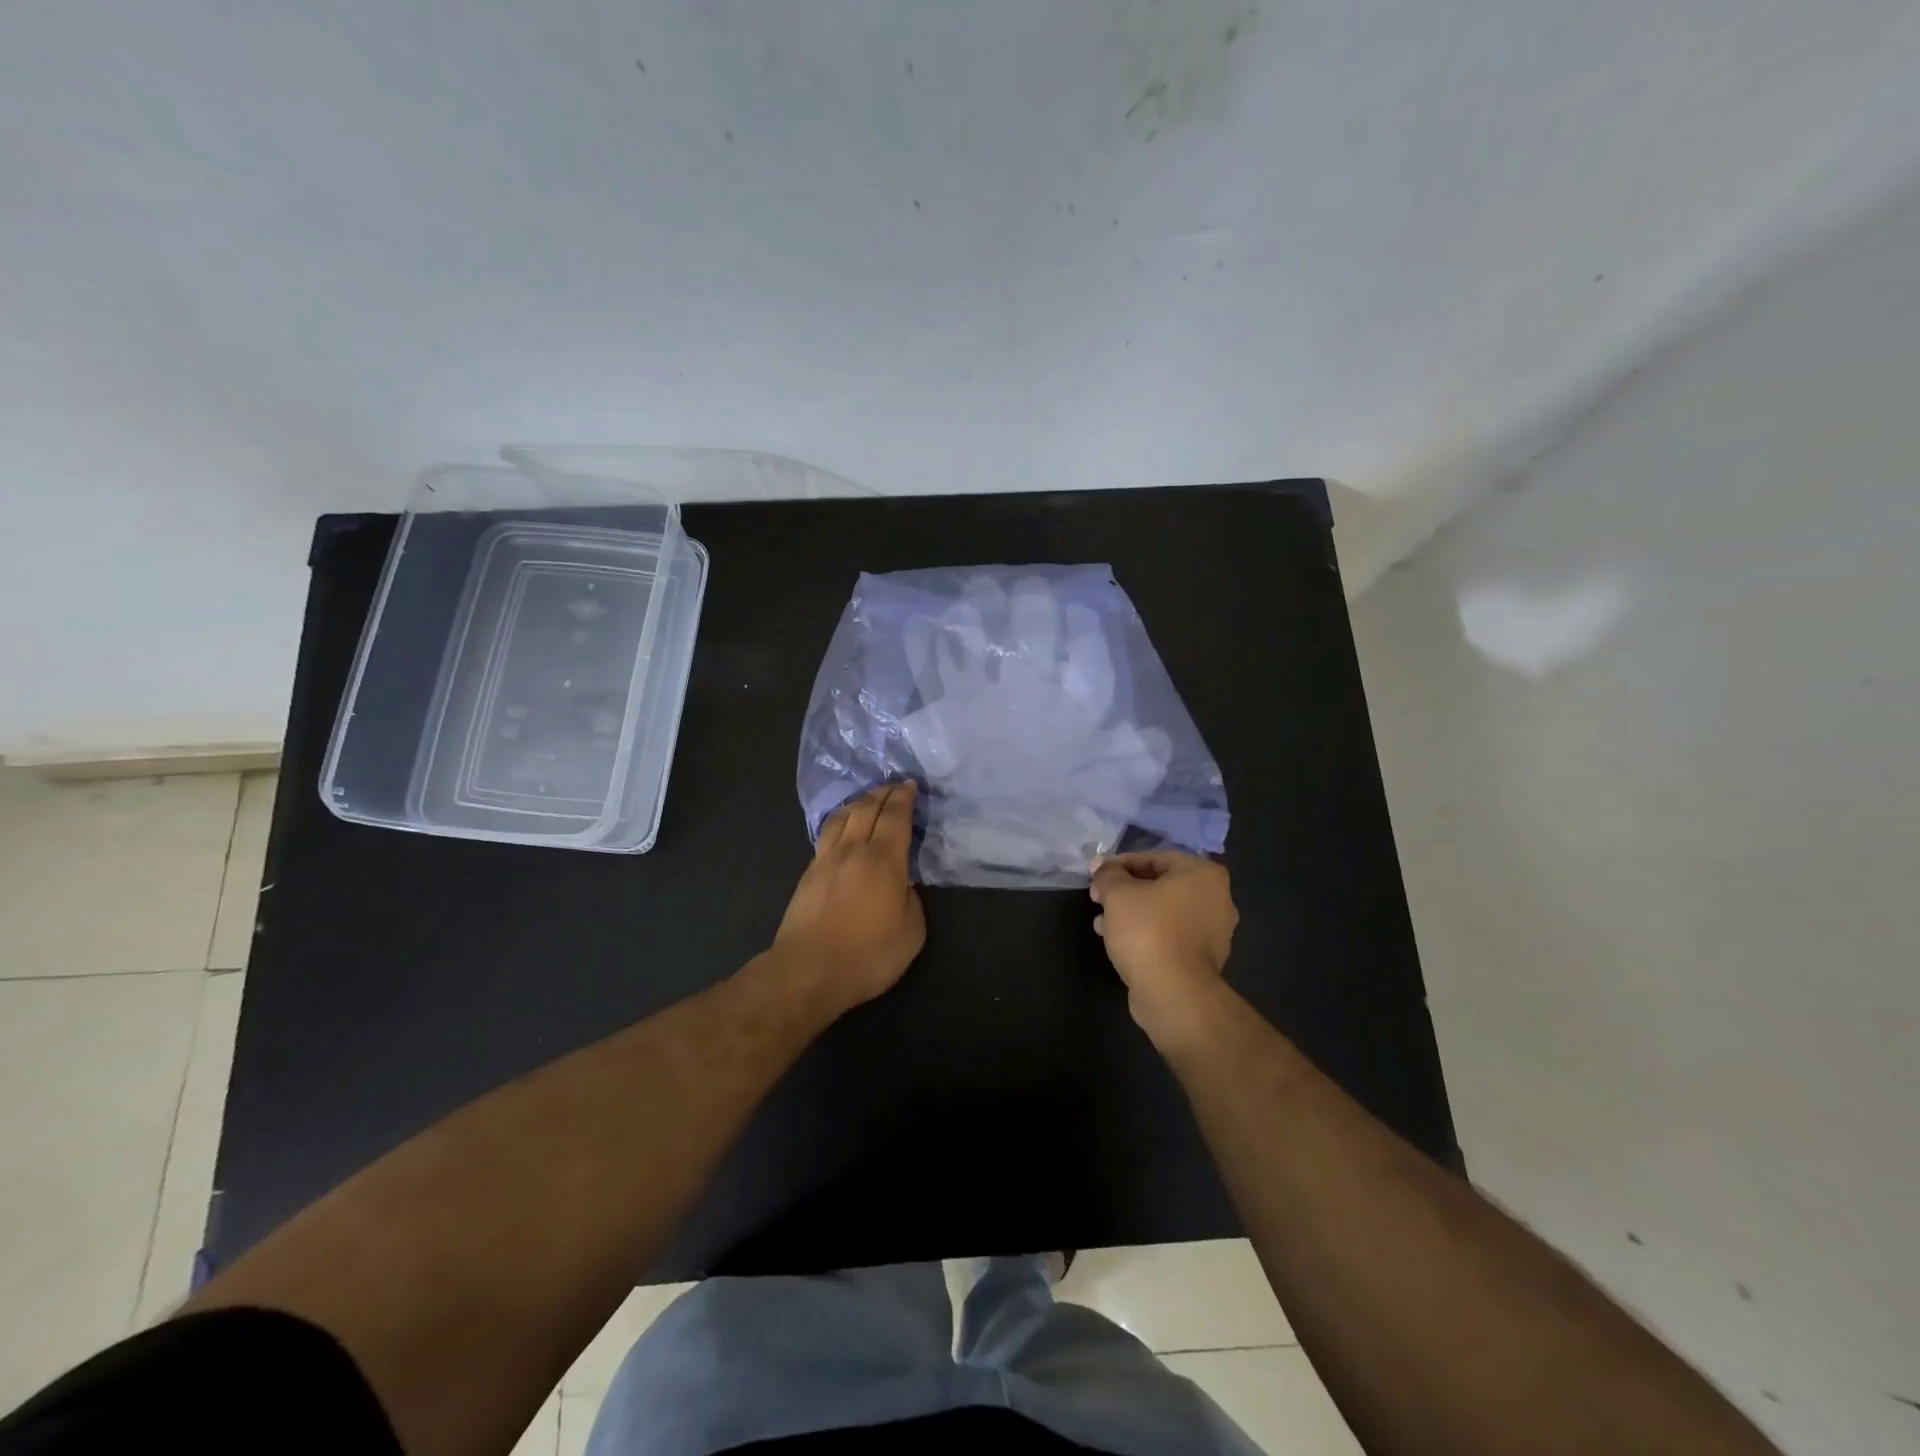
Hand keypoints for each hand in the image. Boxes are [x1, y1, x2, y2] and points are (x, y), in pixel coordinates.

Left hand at [772, 781, 925, 1015]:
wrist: (808, 971)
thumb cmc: (867, 954)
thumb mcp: (911, 932)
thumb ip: (912, 900)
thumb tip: (902, 885)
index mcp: (884, 859)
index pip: (895, 816)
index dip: (904, 798)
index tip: (910, 785)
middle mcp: (853, 849)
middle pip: (867, 808)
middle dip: (883, 793)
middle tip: (894, 785)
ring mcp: (826, 859)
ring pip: (842, 817)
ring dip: (858, 802)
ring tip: (868, 799)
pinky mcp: (808, 873)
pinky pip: (827, 834)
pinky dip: (840, 821)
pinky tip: (842, 827)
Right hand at [1089, 850, 1236, 1046]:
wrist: (1174, 993)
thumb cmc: (1148, 931)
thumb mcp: (1118, 893)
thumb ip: (1108, 874)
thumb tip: (1101, 866)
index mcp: (1203, 874)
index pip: (1155, 857)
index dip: (1119, 864)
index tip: (1096, 875)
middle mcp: (1217, 898)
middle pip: (1161, 884)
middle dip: (1125, 890)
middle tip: (1098, 898)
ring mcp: (1214, 931)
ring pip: (1164, 912)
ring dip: (1132, 913)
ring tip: (1102, 922)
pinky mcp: (1204, 959)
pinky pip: (1170, 935)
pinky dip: (1146, 933)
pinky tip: (1119, 942)